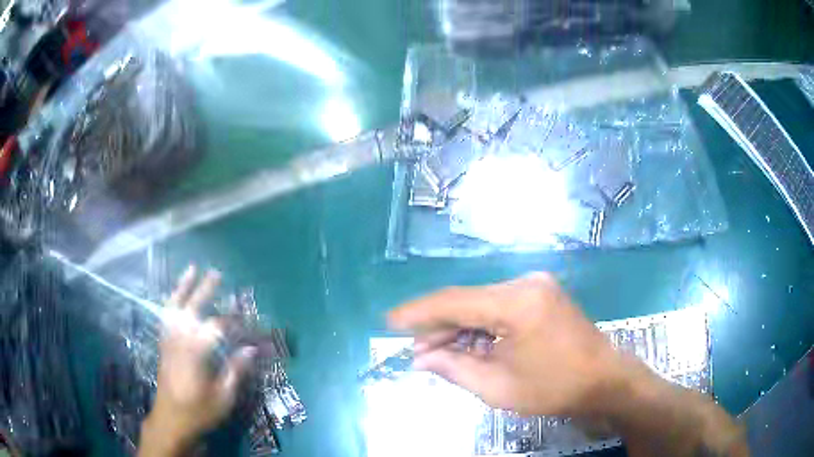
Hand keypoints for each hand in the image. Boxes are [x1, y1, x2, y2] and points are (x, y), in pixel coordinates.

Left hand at [140, 266, 254, 456]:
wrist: (171, 421)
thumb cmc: (199, 412)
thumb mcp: (223, 397)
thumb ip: (235, 371)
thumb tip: (250, 349)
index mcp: (196, 354)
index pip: (217, 328)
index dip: (234, 321)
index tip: (248, 317)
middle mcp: (180, 341)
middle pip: (192, 309)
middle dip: (205, 290)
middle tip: (216, 273)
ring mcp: (169, 341)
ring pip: (175, 308)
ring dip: (183, 287)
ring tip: (191, 270)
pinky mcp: (164, 345)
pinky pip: (166, 317)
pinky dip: (171, 302)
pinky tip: (175, 296)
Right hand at [388, 273, 633, 416]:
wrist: (604, 380)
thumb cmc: (554, 388)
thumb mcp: (498, 387)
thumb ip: (454, 368)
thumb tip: (420, 358)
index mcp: (516, 302)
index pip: (453, 302)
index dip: (418, 313)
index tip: (389, 322)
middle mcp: (524, 283)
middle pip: (467, 301)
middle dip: (438, 326)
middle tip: (415, 351)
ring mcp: (536, 286)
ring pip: (482, 303)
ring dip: (458, 328)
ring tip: (436, 352)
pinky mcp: (542, 294)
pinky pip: (499, 307)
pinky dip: (480, 326)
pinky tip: (467, 345)